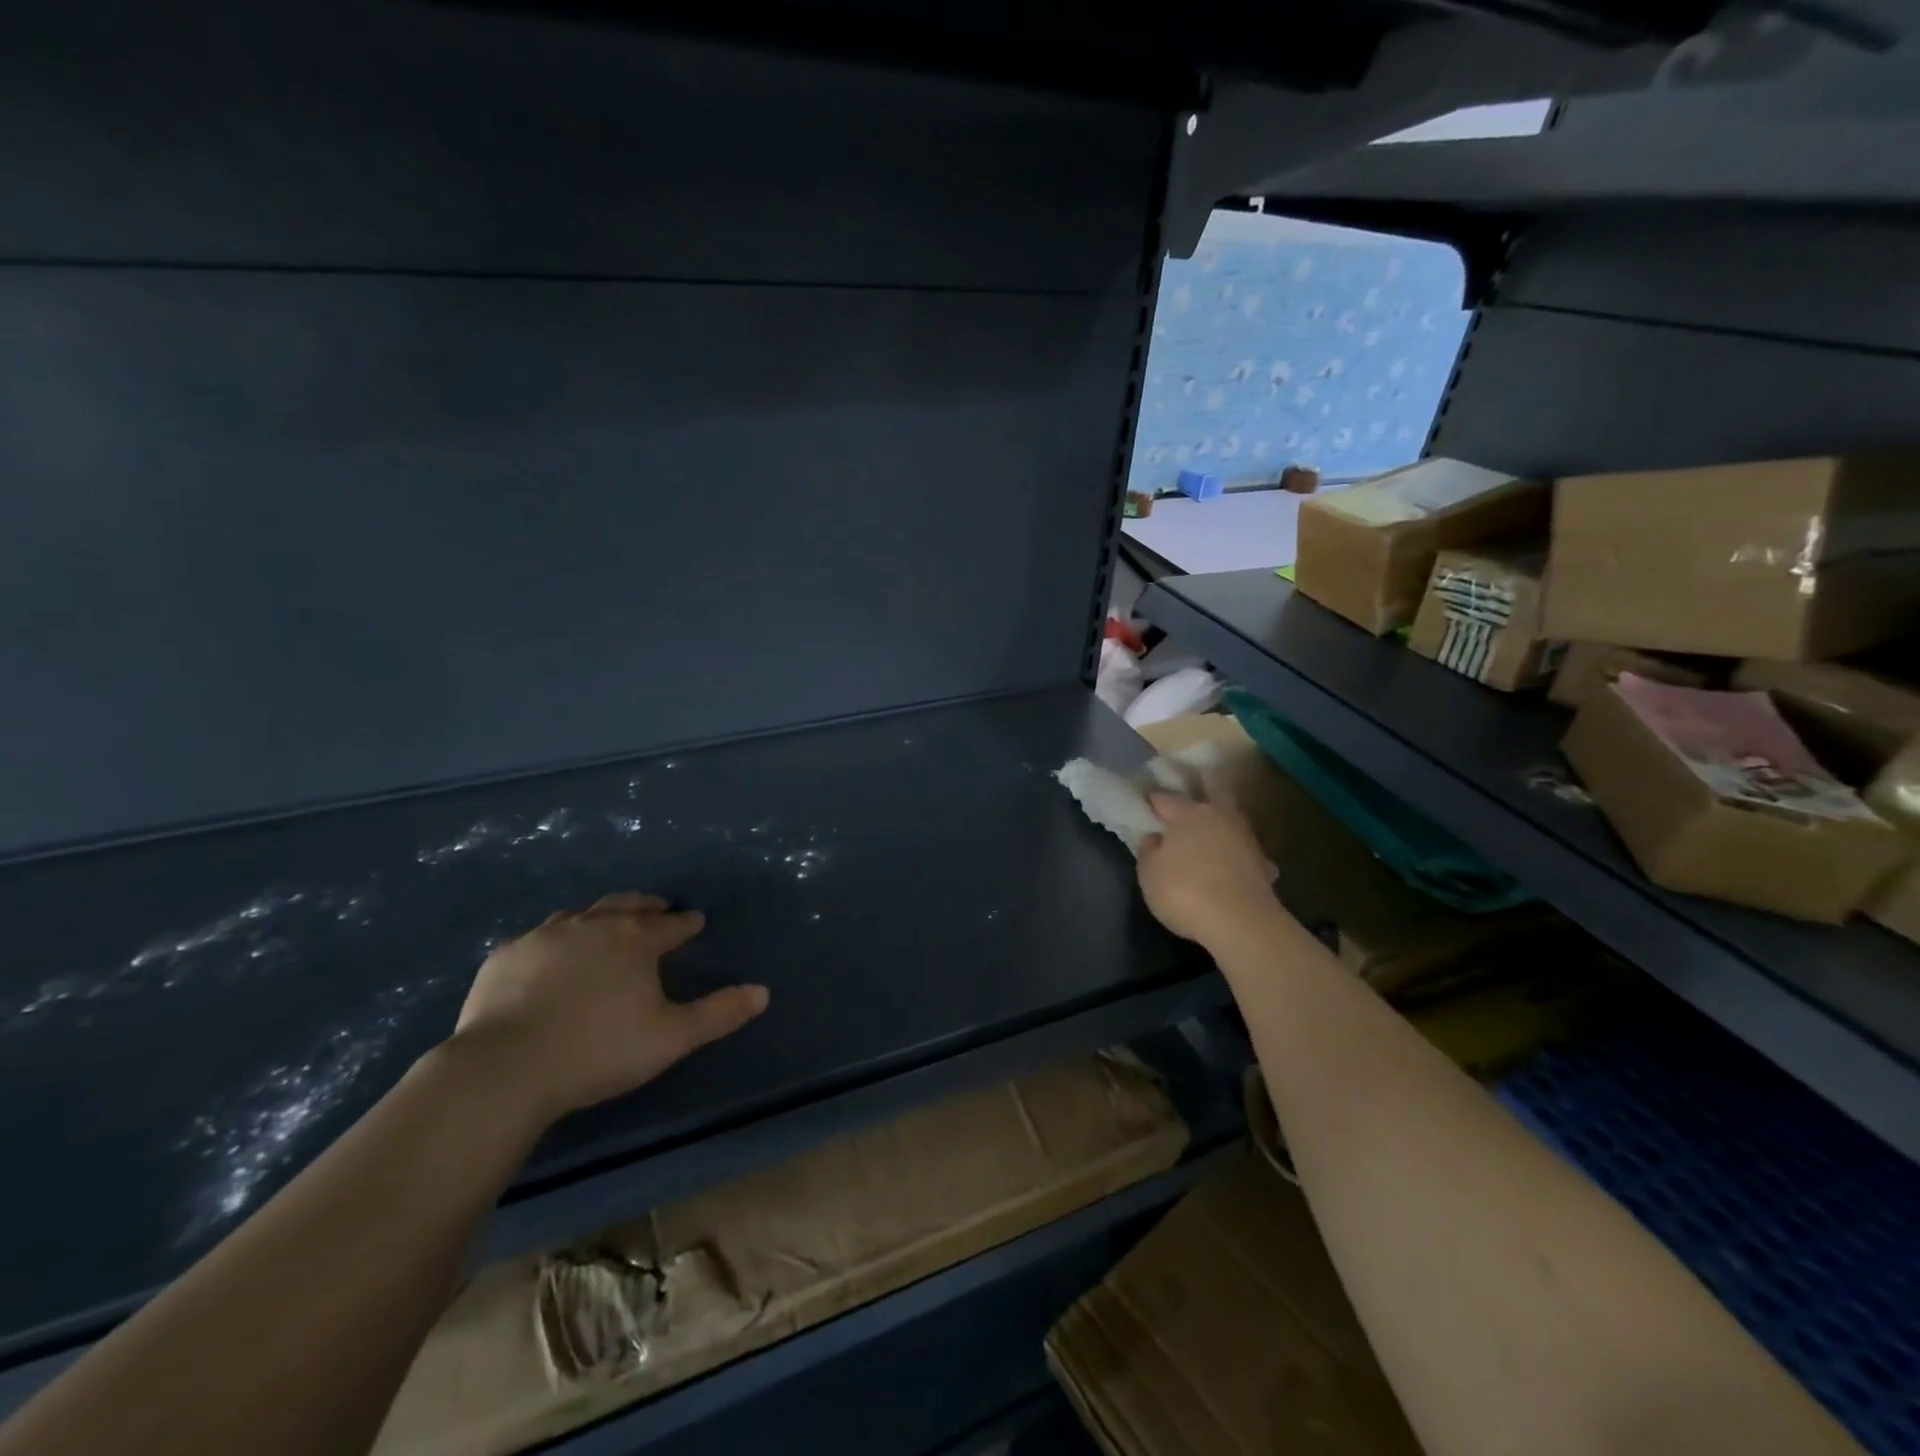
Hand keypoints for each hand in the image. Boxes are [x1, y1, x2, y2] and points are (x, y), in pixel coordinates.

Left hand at [448, 892, 768, 1125]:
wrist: (506, 1068)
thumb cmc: (599, 1050)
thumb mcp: (671, 1037)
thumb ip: (719, 1013)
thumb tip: (763, 992)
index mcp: (635, 940)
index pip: (670, 925)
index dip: (686, 923)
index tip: (695, 921)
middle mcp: (593, 926)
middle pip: (626, 906)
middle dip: (646, 905)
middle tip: (657, 908)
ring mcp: (545, 937)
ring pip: (581, 914)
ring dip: (601, 915)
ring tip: (607, 923)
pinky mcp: (506, 956)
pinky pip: (539, 935)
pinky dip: (556, 937)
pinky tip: (552, 950)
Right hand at [1137, 790, 1278, 946]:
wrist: (1241, 922)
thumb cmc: (1184, 891)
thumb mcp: (1149, 874)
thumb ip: (1148, 851)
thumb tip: (1154, 837)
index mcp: (1188, 814)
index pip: (1166, 798)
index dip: (1154, 801)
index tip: (1146, 804)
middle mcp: (1220, 817)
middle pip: (1210, 797)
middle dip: (1199, 799)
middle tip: (1185, 810)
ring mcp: (1246, 839)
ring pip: (1230, 823)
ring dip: (1220, 828)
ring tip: (1208, 839)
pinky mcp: (1264, 864)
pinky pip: (1245, 853)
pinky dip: (1237, 856)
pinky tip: (1232, 868)